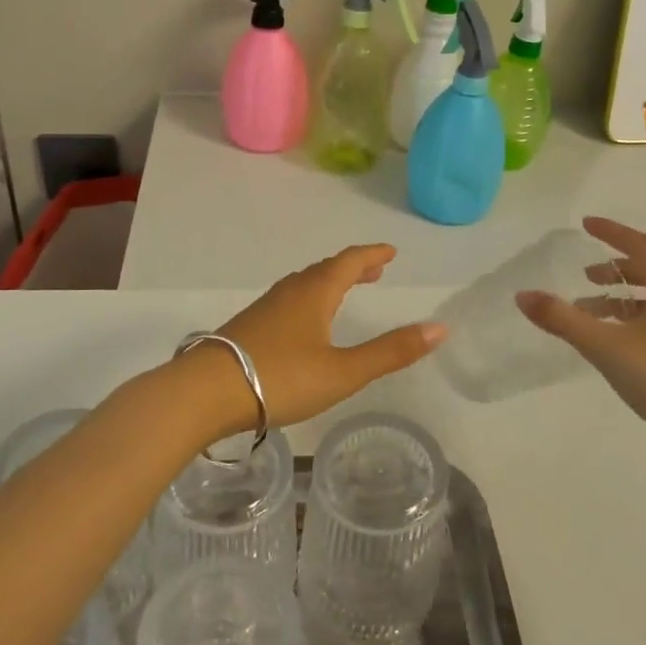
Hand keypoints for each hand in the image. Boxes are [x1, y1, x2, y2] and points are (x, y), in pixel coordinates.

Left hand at [200, 244, 445, 432]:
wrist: (206, 392)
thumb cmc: (281, 378)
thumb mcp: (343, 372)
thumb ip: (390, 352)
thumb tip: (439, 328)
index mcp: (315, 293)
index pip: (350, 262)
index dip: (372, 255)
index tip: (391, 252)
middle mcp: (290, 291)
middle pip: (326, 269)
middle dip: (353, 267)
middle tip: (375, 270)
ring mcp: (266, 307)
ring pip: (304, 284)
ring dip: (330, 282)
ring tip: (345, 291)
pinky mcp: (249, 326)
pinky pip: (289, 300)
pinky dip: (310, 298)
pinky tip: (305, 322)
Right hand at [515, 217, 645, 479]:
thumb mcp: (606, 346)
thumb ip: (562, 319)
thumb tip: (522, 294)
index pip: (639, 246)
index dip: (612, 232)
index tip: (585, 224)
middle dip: (614, 268)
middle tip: (583, 272)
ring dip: (616, 298)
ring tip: (584, 309)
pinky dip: (624, 322)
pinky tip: (605, 343)